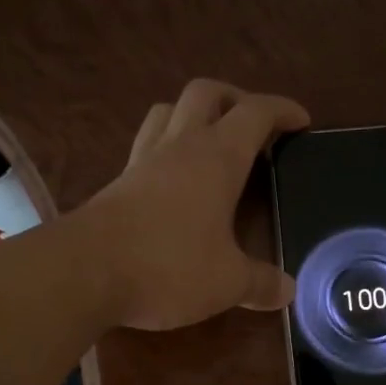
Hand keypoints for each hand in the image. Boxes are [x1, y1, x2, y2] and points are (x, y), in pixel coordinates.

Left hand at [74, 79, 309, 331]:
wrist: (84, 271)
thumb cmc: (168, 266)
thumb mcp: (227, 282)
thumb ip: (260, 284)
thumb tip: (287, 291)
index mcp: (217, 157)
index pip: (256, 113)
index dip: (282, 110)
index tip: (301, 121)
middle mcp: (180, 146)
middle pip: (207, 93)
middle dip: (236, 99)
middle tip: (254, 127)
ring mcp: (143, 160)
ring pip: (169, 111)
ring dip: (195, 115)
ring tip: (212, 143)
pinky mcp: (118, 182)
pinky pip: (147, 144)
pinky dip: (167, 147)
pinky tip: (174, 179)